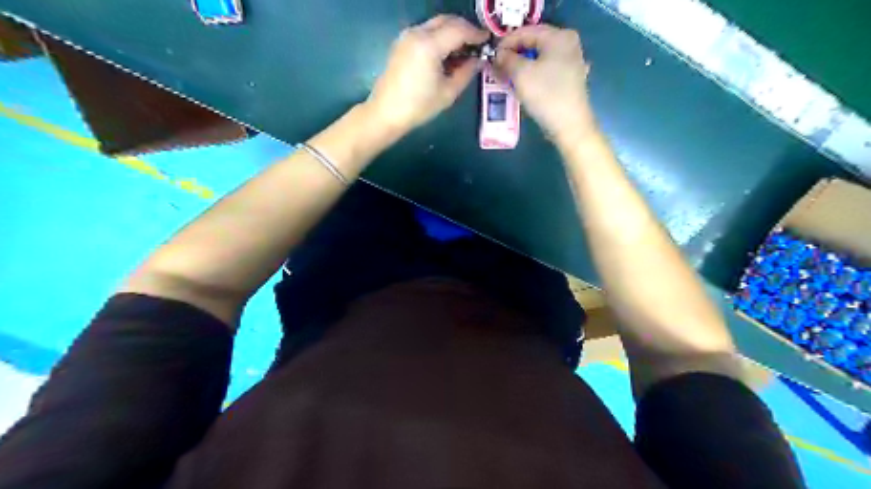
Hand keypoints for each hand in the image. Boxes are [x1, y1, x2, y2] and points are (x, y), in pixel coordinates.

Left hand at [367, 15, 488, 134]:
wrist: (386, 112)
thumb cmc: (419, 107)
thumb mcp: (448, 93)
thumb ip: (466, 73)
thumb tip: (478, 61)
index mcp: (429, 45)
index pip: (459, 30)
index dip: (476, 34)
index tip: (487, 41)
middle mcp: (417, 33)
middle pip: (447, 20)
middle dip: (464, 29)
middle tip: (477, 44)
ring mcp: (407, 36)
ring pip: (436, 24)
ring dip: (452, 31)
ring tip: (463, 51)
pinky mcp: (402, 43)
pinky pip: (426, 31)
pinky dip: (439, 36)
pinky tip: (446, 54)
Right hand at [496, 25, 599, 143]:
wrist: (569, 125)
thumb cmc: (545, 95)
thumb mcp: (521, 74)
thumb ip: (507, 59)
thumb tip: (499, 55)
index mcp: (558, 37)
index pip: (526, 32)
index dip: (506, 43)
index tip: (491, 57)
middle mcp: (568, 44)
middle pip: (533, 44)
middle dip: (513, 56)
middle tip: (497, 69)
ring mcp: (571, 62)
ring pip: (539, 59)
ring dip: (520, 67)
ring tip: (505, 78)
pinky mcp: (569, 79)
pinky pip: (546, 71)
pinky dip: (532, 75)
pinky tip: (522, 86)